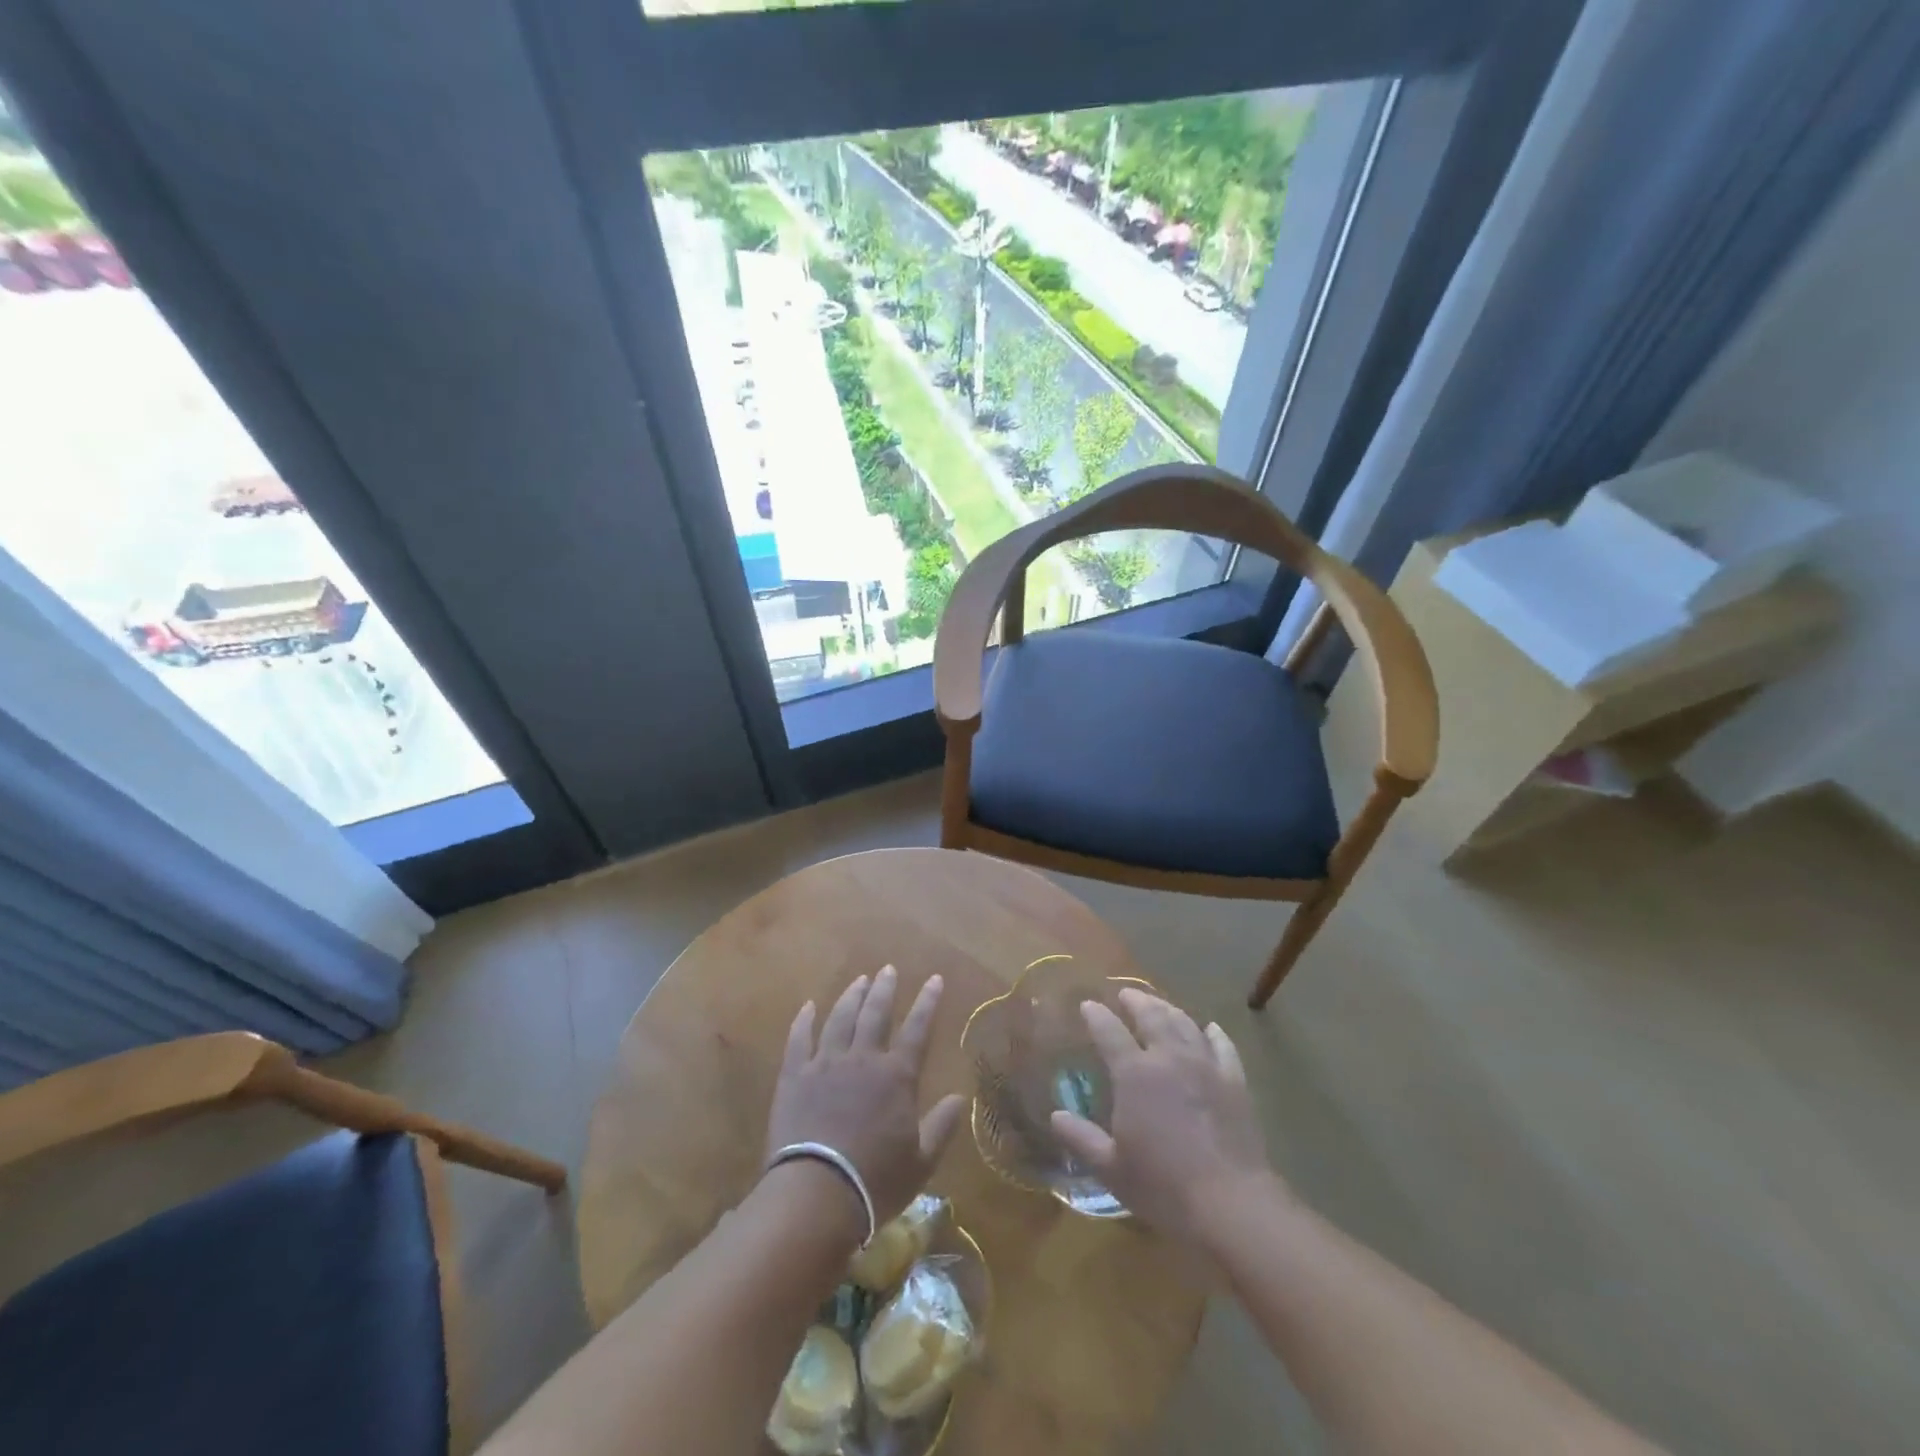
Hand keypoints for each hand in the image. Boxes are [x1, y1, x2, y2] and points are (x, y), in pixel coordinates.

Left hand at [765, 966, 967, 1227]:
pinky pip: (800, 1039)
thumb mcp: (921, 1162)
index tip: (935, 979)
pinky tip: (809, 1006)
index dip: (928, 1002)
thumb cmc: (875, 1181)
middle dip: (885, 989)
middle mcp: (863, 1059)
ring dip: (852, 996)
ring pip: (841, 1018)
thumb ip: (942, 1126)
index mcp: (896, 1076)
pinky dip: (805, 1020)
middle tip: (889, 969)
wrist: (816, 1194)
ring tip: (859, 980)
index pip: (917, 1028)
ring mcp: (826, 1064)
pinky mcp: (795, 1076)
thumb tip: (961, 1098)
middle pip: (876, 1013)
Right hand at [1051, 988, 1275, 1249]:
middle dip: (1135, 1001)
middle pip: (1151, 1016)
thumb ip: (1082, 1138)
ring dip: (1168, 1009)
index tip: (1087, 1005)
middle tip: (1125, 994)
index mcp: (1134, 1073)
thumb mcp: (1111, 1168)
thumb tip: (1056, 1116)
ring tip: (1158, 1004)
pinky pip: (1223, 1047)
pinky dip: (1214, 1034)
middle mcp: (1169, 1057)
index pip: (1109, 1031)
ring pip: (1184, 1024)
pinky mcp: (1234, 1082)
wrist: (1231, 1203)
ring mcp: (1205, 1066)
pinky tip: (1210, 1028)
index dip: (1096, 1015)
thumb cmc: (1163, 1186)